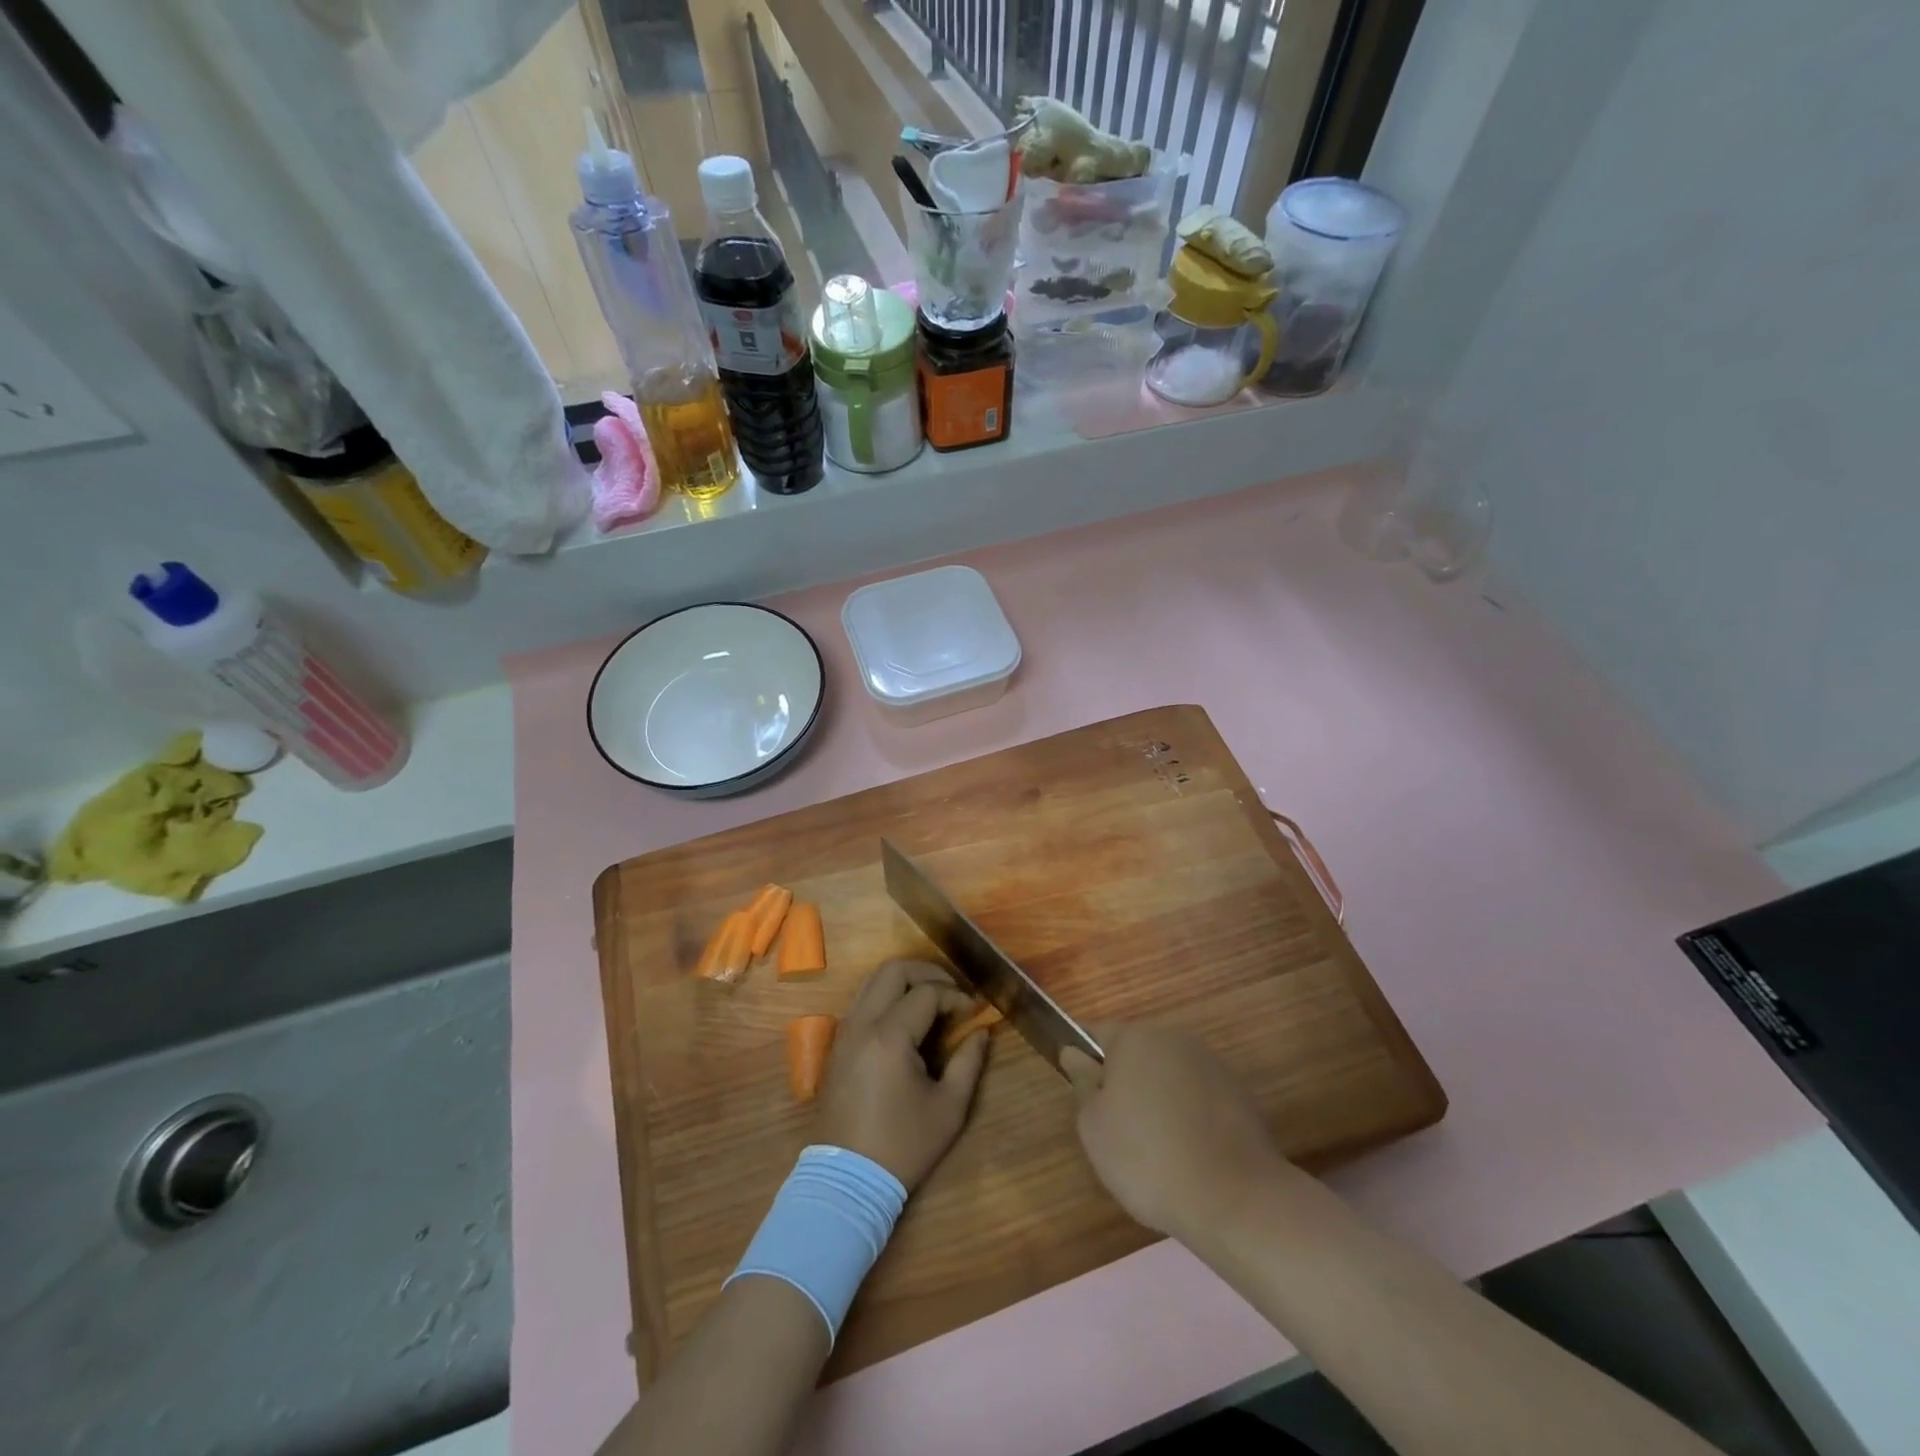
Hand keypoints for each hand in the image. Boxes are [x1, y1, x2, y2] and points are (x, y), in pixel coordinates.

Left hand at [815, 961, 988, 1191]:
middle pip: (893, 970)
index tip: (975, 1012)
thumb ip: (969, 1062)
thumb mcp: (949, 1108)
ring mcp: (845, 1032)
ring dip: (905, 982)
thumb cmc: (903, 1145)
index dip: (956, 996)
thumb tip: (981, 1032)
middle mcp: (862, 1023)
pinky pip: (863, 1001)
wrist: (846, 1181)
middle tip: (953, 992)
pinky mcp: (838, 1045)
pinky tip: (908, 1020)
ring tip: (933, 1001)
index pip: (927, 992)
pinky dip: (887, 997)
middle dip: (928, 972)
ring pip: (873, 981)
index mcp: (890, 1036)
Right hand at [1061, 1023, 1290, 1240]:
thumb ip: (1083, 1083)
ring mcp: (1210, 1063)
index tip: (1084, 1097)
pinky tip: (1189, 1153)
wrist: (1235, 1199)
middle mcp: (1173, 1038)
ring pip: (1168, 1074)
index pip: (1096, 1034)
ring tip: (1157, 1148)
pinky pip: (1198, 1096)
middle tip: (1117, 1129)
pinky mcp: (1238, 1092)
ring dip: (1157, 1097)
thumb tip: (1076, 1054)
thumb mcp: (1093, 1126)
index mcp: (1134, 1038)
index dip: (1084, 1061)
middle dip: (1124, 1081)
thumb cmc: (1148, 1158)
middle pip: (1135, 1052)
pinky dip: (1188, 1115)